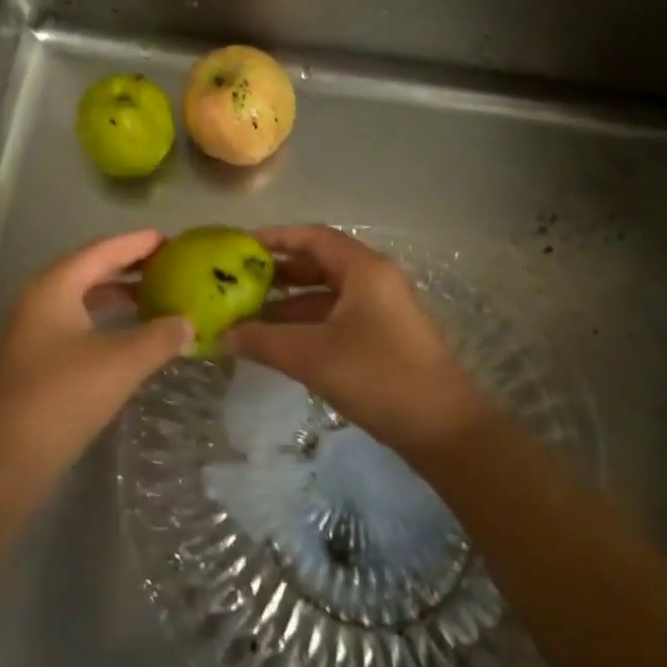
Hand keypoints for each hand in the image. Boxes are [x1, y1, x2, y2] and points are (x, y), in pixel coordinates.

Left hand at [0, 229, 191, 482]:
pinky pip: (76, 324)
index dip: (137, 243)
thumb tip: (187, 322)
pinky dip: (105, 321)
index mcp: (54, 286)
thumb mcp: (121, 362)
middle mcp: (39, 300)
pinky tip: (130, 336)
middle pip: (89, 270)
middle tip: (169, 265)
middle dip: (129, 267)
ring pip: (82, 299)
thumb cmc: (63, 397)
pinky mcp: (34, 359)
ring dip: (117, 296)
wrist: (5, 459)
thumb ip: (159, 336)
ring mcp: (32, 330)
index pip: (102, 250)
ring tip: (156, 296)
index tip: (170, 239)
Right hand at [228, 225, 490, 459]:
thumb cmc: (378, 377)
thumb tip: (222, 334)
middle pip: (320, 264)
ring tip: (249, 317)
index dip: (275, 238)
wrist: (444, 429)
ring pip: (328, 295)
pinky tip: (280, 343)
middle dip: (279, 273)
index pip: (313, 237)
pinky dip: (308, 324)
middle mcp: (375, 280)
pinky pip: (338, 318)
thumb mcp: (312, 356)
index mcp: (364, 269)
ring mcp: (383, 310)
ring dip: (290, 304)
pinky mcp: (385, 337)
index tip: (240, 247)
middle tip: (238, 283)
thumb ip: (263, 341)